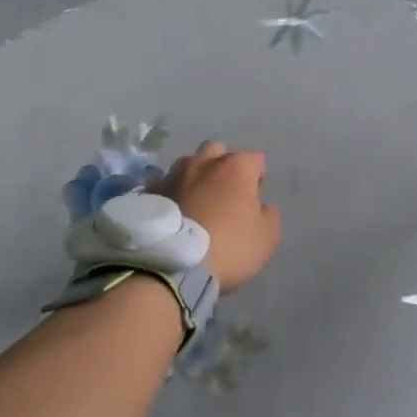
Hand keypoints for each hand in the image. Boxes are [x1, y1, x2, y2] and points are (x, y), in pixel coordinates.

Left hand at [155, 141, 281, 290]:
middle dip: (222, 166)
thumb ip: (268, 214)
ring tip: (194, 204)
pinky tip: (172, 216)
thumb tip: (260, 206)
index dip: (257, 178)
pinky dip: (171, 196)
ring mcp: (172, 175)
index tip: (254, 200)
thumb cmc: (229, 247)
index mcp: (235, 167)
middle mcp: (203, 162)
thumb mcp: (267, 237)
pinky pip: (164, 187)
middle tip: (223, 194)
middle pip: (217, 151)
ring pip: (187, 166)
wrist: (172, 265)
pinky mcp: (148, 193)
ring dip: (194, 179)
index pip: (255, 159)